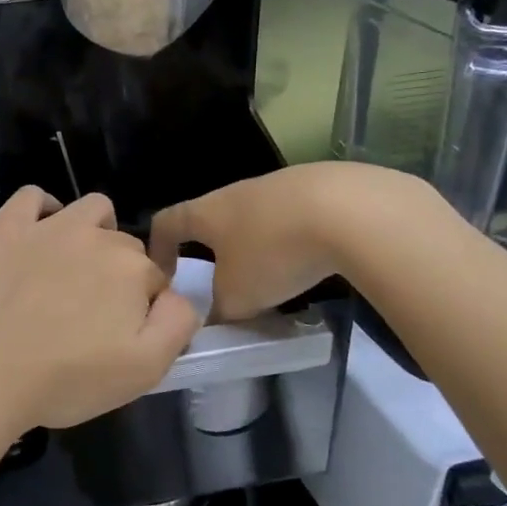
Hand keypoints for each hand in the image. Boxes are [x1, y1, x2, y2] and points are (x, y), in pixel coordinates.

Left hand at [0, 188, 201, 436]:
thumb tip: (179, 296)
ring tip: (73, 268)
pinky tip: (37, 235)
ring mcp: (48, 226)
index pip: (154, 280)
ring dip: (93, 231)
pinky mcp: (6, 225)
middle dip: (117, 274)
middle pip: (123, 246)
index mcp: (132, 269)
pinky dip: (43, 210)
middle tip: (90, 314)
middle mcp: (96, 236)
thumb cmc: (66, 378)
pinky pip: (34, 197)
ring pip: (90, 210)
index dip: (143, 308)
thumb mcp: (144, 370)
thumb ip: (176, 324)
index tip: (120, 334)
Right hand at [149, 163, 431, 321]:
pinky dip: (292, 236)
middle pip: (211, 218)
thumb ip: (219, 311)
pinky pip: (292, 214)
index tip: (164, 275)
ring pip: (253, 216)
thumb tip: (214, 320)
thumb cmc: (274, 252)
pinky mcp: (317, 186)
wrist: (348, 210)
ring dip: (254, 243)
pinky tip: (312, 258)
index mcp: (205, 212)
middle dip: (212, 249)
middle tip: (220, 281)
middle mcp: (234, 192)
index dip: (158, 248)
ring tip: (271, 275)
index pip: (166, 222)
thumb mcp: (239, 297)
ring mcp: (276, 185)